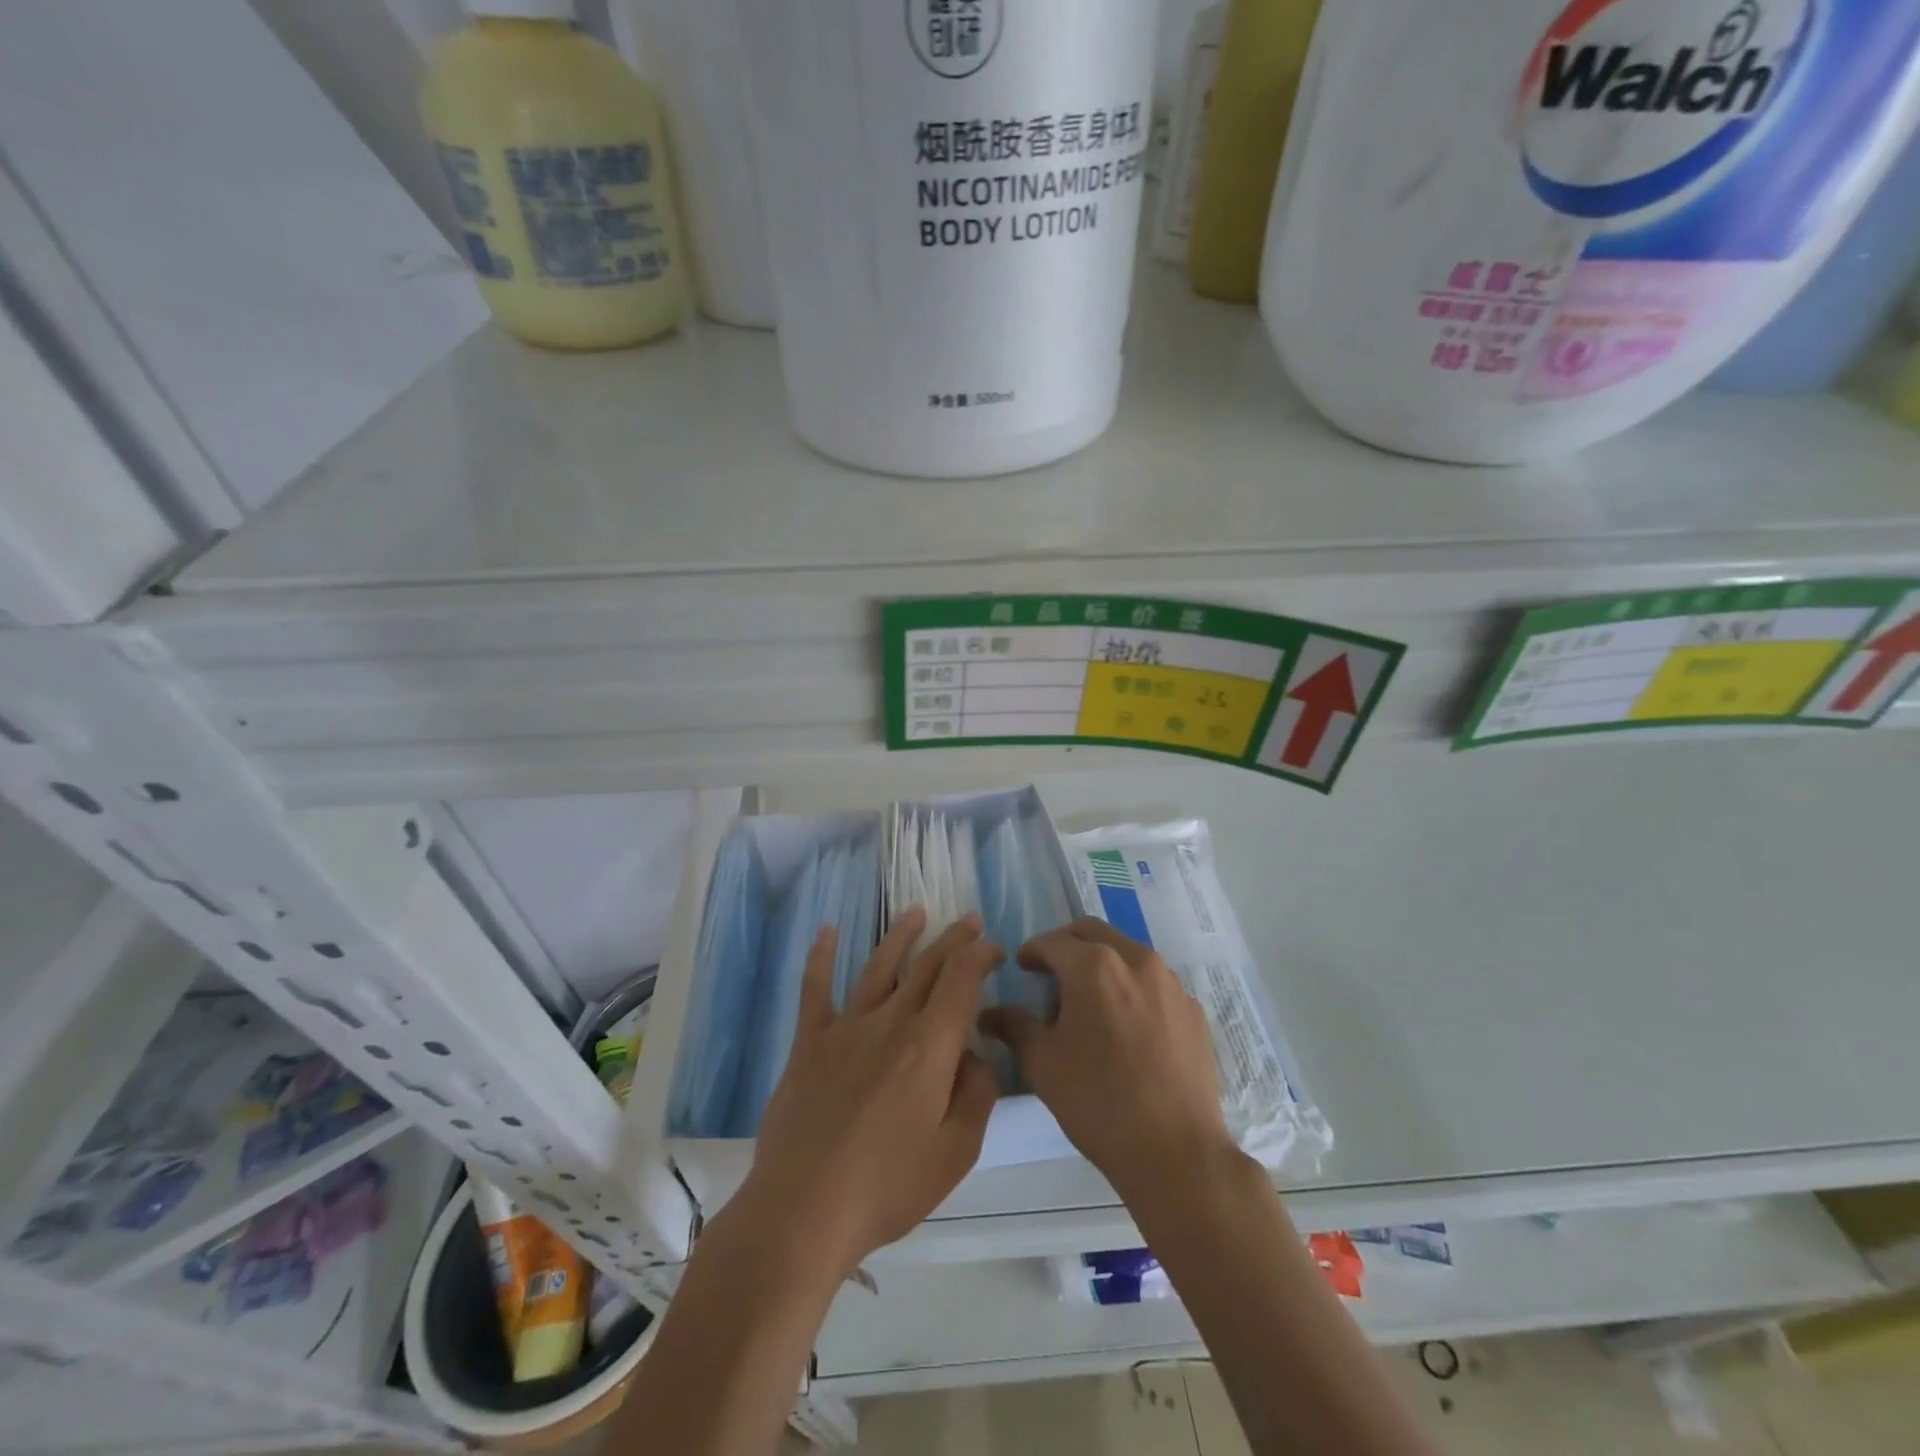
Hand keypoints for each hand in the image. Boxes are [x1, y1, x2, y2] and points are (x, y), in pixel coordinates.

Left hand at [740, 907, 1000, 1278]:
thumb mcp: (956, 1152)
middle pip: (926, 967)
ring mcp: (844, 1029)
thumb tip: (975, 1054)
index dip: (981, 956)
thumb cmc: (887, 1187)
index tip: (995, 947)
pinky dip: (821, 957)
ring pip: (878, 968)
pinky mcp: (809, 1043)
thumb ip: (977, 1094)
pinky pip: (815, 989)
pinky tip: (827, 931)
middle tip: (970, 919)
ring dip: (900, 937)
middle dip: (953, 939)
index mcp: (928, 1046)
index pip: (961, 981)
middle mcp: (889, 1023)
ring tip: (916, 912)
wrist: (802, 1210)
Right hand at [981, 918, 1233, 1200]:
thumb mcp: (1043, 1064)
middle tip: (1051, 972)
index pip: (1052, 942)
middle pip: (1093, 933)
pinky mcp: (1193, 1010)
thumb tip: (991, 1013)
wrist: (1175, 1152)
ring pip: (1127, 954)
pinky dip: (1133, 989)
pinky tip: (1127, 1027)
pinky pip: (1155, 984)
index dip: (1032, 952)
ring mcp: (1171, 983)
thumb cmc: (1098, 1102)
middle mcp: (1135, 960)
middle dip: (1067, 946)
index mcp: (1094, 966)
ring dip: (1103, 964)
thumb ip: (1015, 1026)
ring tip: (1090, 1002)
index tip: (1021, 967)